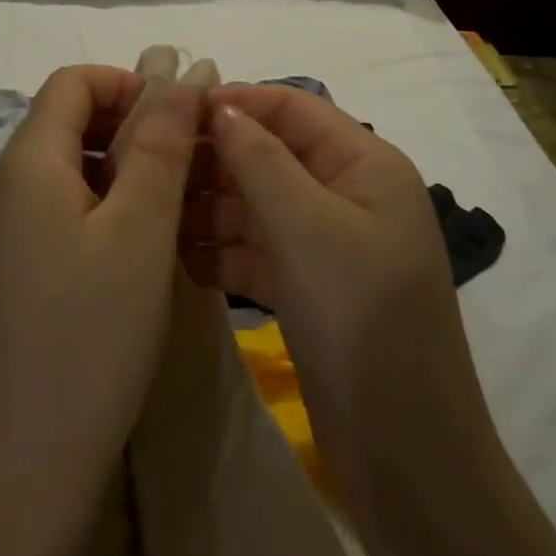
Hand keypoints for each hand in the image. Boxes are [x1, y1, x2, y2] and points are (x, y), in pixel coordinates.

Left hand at [0, 65, 201, 489]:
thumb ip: (161, 141)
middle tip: (185, 167)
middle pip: (62, 121)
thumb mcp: (141, 227)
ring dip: (115, 167)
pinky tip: (129, 247)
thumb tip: (184, 68)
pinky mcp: (0, 266)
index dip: (129, 83)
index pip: (72, 82)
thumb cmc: (94, 332)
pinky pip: (49, 207)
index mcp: (22, 163)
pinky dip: (94, 204)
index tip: (179, 121)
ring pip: (59, 166)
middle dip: (127, 126)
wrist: (28, 458)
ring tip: (167, 207)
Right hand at [183, 84, 482, 465]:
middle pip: (271, 155)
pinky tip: (181, 259)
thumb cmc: (362, 320)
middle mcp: (348, 195)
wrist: (406, 453)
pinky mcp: (309, 287)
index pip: (293, 107)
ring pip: (258, 205)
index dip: (235, 102)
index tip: (169, 110)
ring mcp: (328, 244)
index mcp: (365, 165)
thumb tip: (221, 106)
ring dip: (210, 208)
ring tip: (154, 217)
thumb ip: (260, 161)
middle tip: (149, 171)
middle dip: (215, 159)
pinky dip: (222, 251)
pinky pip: (257, 250)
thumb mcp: (308, 228)